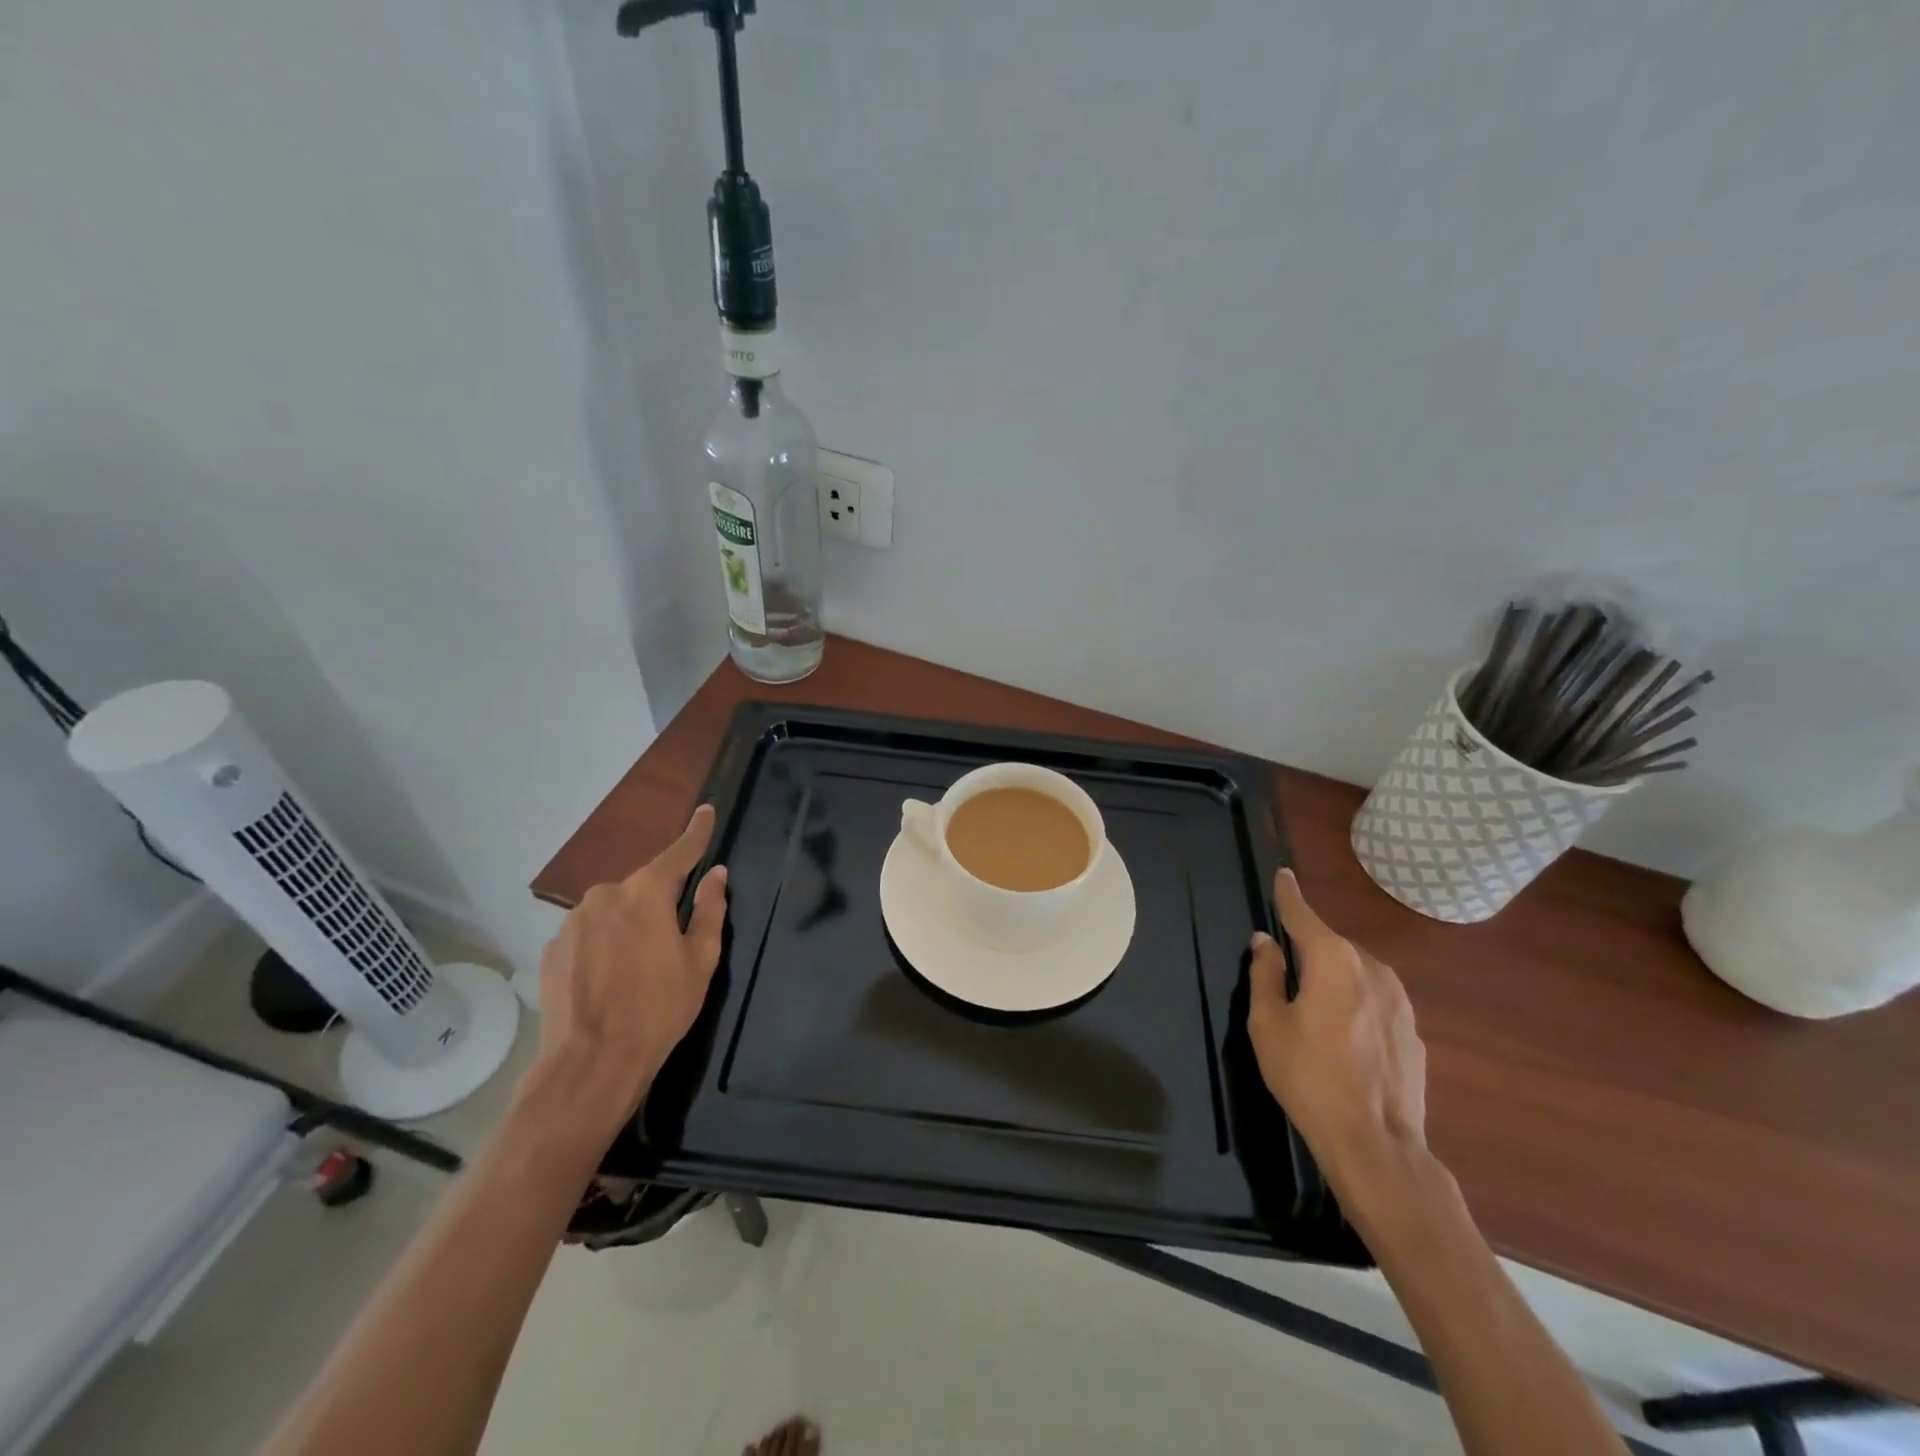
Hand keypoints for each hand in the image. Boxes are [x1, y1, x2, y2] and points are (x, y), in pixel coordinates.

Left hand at [526, 805, 728, 1138]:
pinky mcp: (553, 948)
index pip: (679, 853)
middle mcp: (605, 896)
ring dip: (628, 924)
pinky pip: (588, 932)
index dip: (696, 832)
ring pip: (613, 909)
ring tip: (637, 965)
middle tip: (671, 937)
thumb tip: (716, 875)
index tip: (706, 810)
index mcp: (646, 894)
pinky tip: (609, 977)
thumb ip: (709, 910)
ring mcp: (573, 921)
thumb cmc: (659, 1008)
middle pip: (642, 886)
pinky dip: (603, 943)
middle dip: (659, 900)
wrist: (591, 1062)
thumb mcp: (700, 960)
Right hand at [1248, 869, 1430, 1210]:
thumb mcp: (1268, 1024)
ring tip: (1315, 1011)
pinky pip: (1376, 1001)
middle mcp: (1371, 968)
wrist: (1376, 1143)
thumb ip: (1265, 975)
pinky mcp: (1413, 1031)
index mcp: (1332, 960)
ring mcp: (1400, 1000)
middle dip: (1309, 951)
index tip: (1283, 875)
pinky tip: (1345, 1040)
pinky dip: (1357, 1005)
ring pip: (1357, 973)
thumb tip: (1265, 942)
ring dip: (1335, 979)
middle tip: (1286, 978)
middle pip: (1331, 946)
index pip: (1303, 915)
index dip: (1288, 895)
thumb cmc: (1308, 1077)